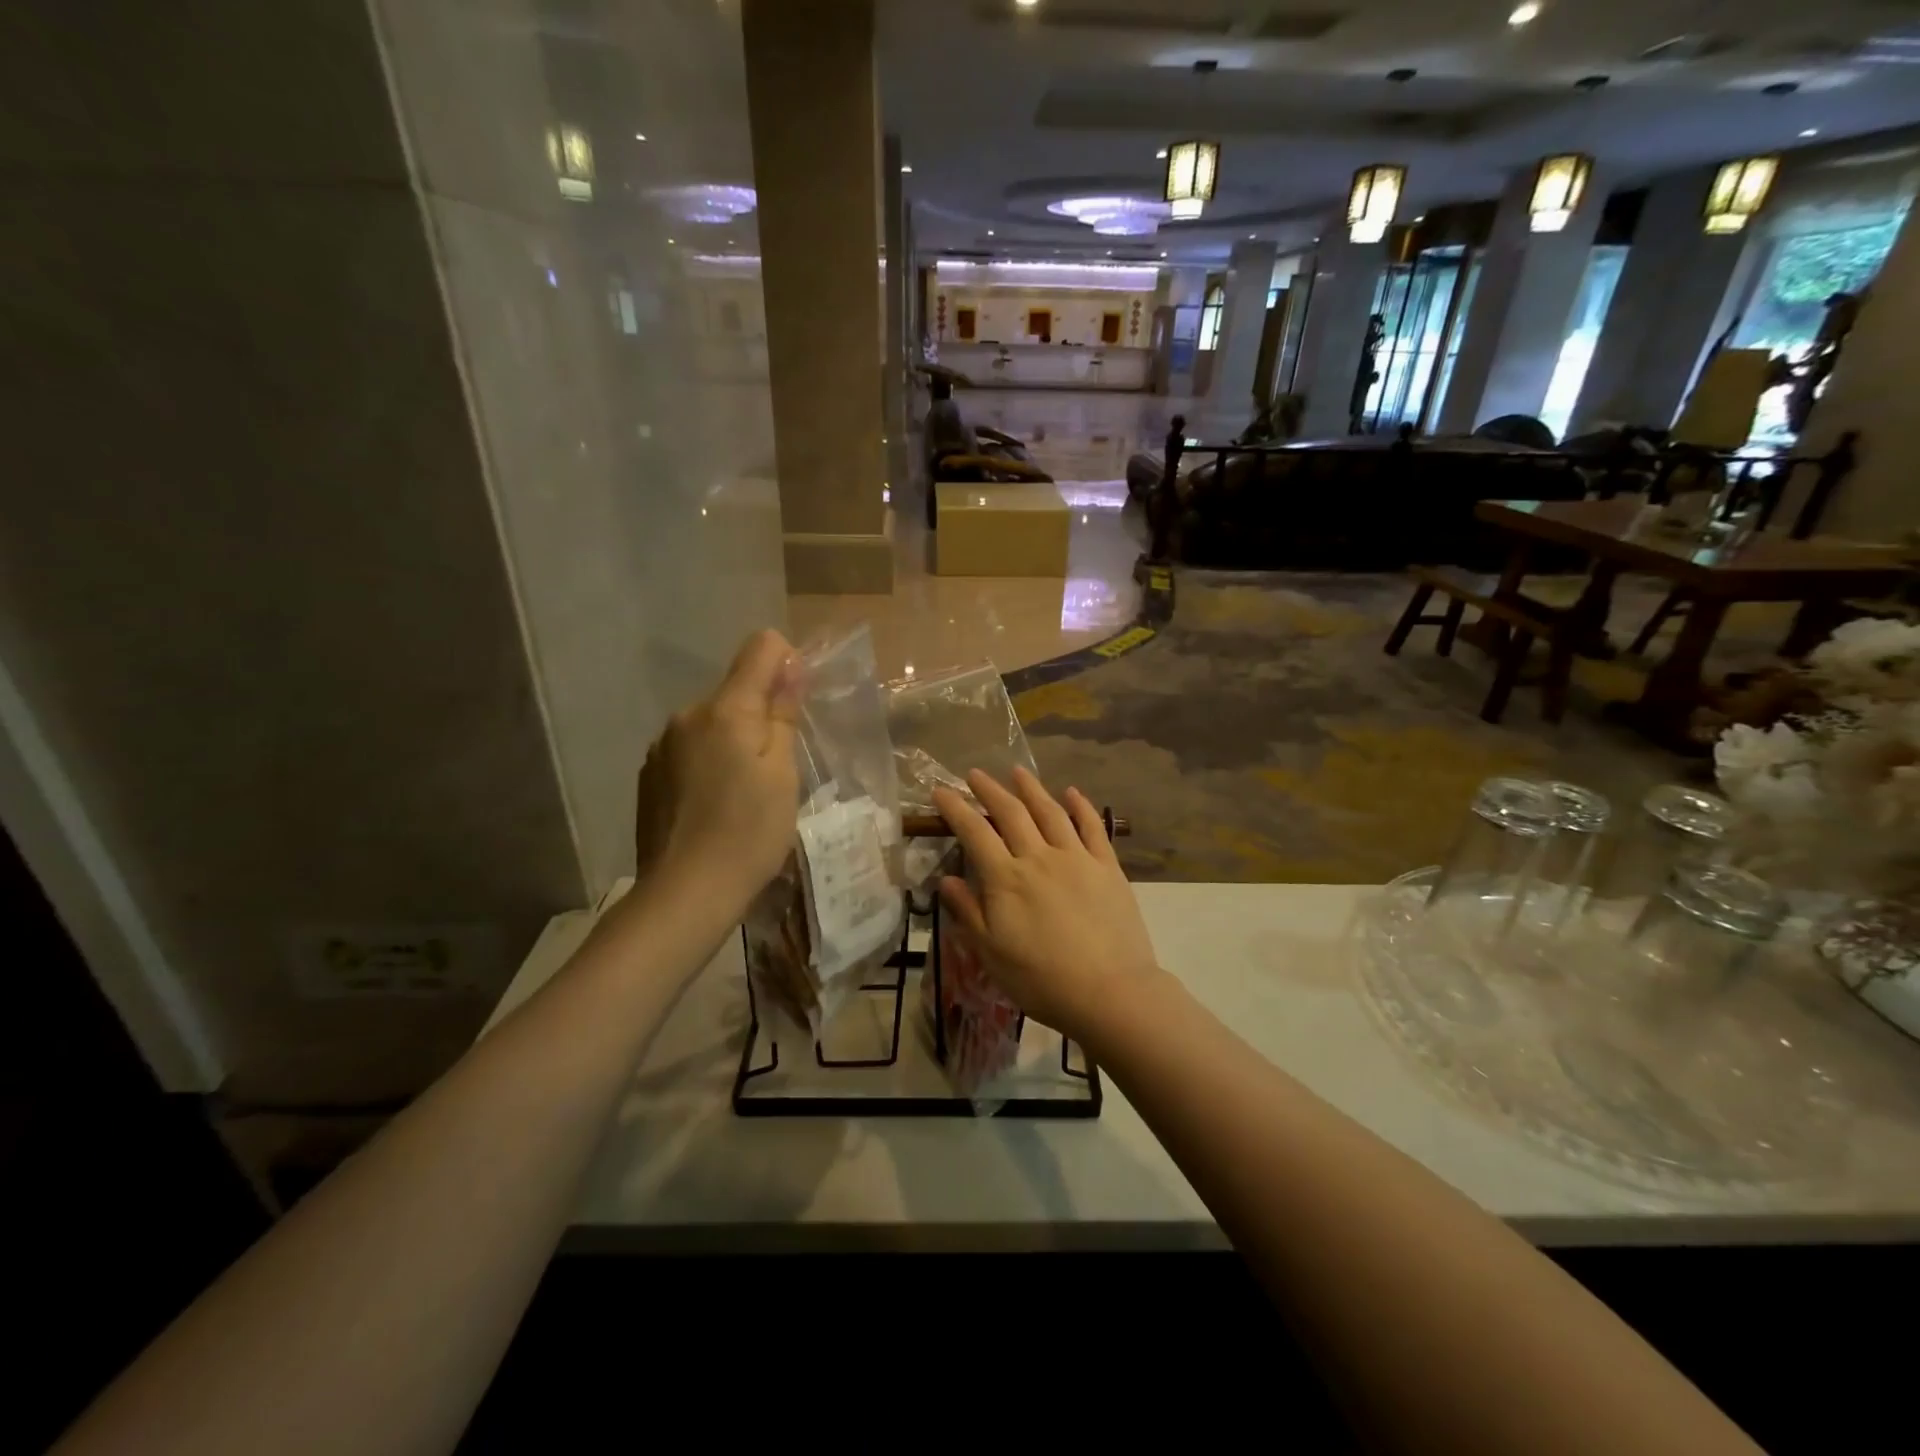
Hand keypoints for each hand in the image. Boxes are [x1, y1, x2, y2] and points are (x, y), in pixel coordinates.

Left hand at [633, 629, 800, 915]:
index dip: (786, 663)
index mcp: (725, 710)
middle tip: (777, 768)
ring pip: (711, 724)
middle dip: (759, 714)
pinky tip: (714, 806)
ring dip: (732, 741)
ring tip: (744, 793)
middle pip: (735, 691)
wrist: (686, 893)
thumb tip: (789, 666)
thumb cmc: (749, 833)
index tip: (796, 704)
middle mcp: (686, 716)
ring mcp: (662, 746)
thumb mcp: (783, 774)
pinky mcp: (649, 775)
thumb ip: (782, 715)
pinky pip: (689, 750)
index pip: (760, 649)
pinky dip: (708, 764)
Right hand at [932, 768, 1160, 1041]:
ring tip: (1017, 771)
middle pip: (1011, 813)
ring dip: (1031, 788)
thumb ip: (968, 912)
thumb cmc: (1042, 980)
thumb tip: (947, 880)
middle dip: (990, 790)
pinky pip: (1093, 827)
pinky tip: (1072, 792)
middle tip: (975, 774)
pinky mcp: (1107, 867)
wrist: (1110, 993)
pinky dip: (1081, 806)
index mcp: (1006, 879)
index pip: (974, 833)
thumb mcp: (991, 953)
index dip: (955, 809)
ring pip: (1050, 812)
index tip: (940, 791)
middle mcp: (1039, 858)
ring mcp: (1077, 858)